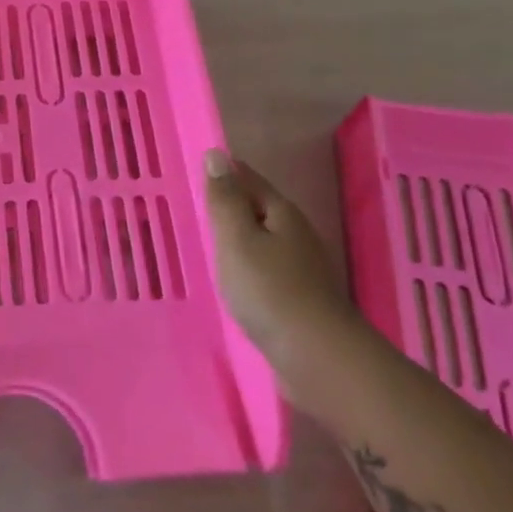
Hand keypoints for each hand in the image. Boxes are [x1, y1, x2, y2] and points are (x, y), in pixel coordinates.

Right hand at [203, 149, 360, 405]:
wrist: (318, 358)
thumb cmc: (270, 291)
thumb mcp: (236, 239)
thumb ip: (225, 199)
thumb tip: (217, 154)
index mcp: (281, 212)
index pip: (248, 178)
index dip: (222, 172)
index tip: (194, 172)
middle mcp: (295, 233)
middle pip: (258, 207)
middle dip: (230, 203)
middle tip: (194, 204)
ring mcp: (301, 267)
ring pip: (262, 239)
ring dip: (238, 236)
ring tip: (207, 239)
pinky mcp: (299, 297)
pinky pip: (265, 267)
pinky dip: (246, 265)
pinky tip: (232, 277)